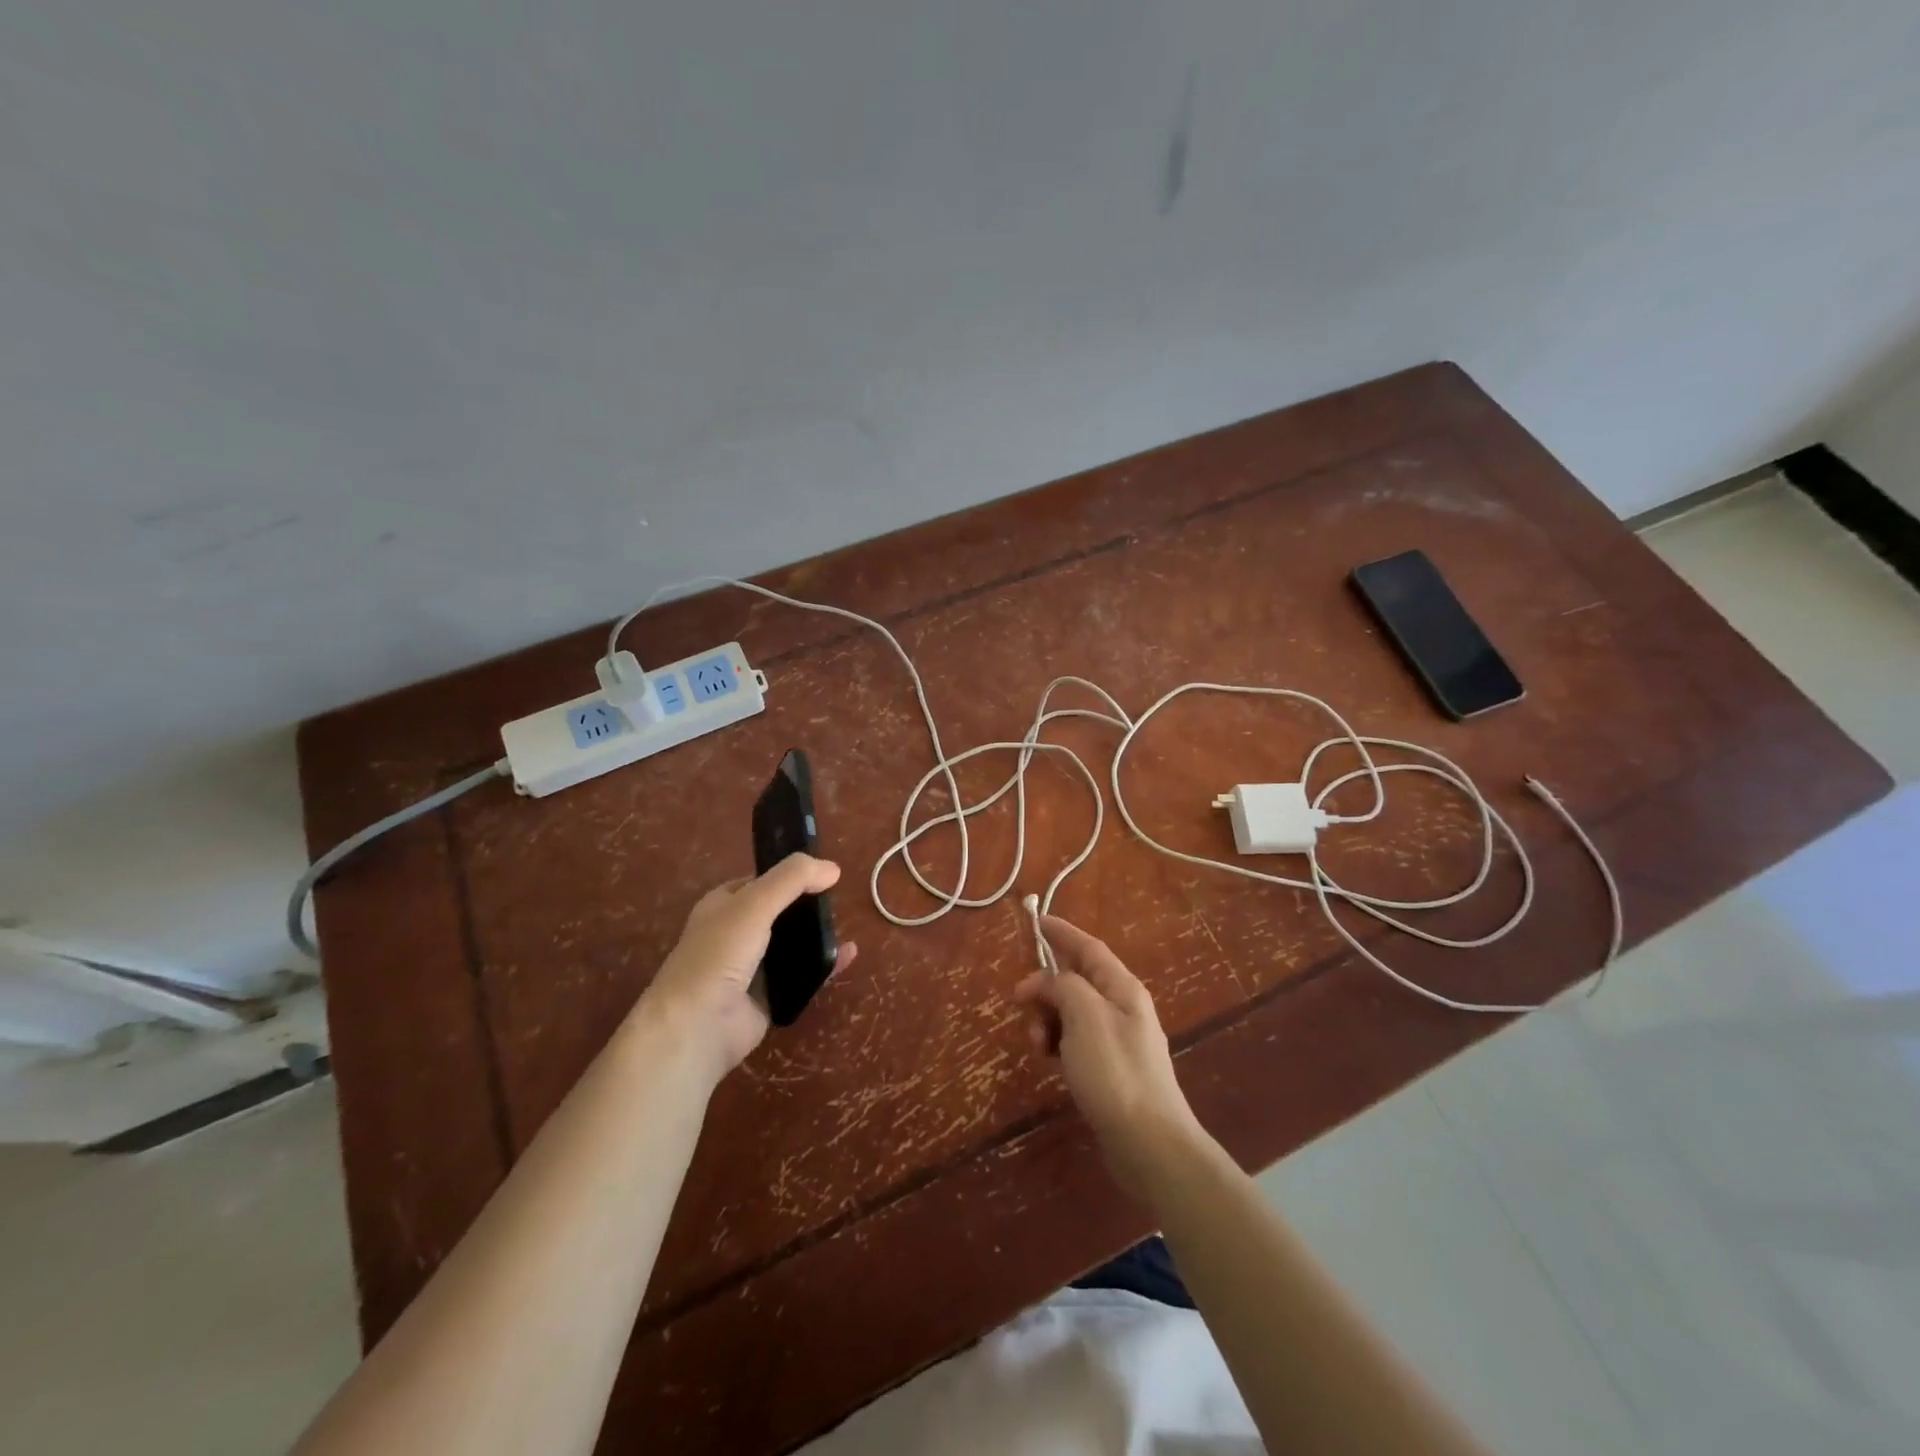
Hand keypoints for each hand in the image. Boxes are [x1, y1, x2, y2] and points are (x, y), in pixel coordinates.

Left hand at [638, 854, 857, 1086]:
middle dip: (807, 907)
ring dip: (817, 936)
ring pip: (792, 945)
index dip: (788, 874)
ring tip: (846, 927)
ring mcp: (751, 968)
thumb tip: (833, 867)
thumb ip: (792, 879)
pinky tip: (847, 956)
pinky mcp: (768, 997)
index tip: (823, 873)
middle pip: (779, 913)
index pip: (760, 881)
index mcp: (723, 906)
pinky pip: (802, 975)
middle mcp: (735, 934)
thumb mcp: (754, 903)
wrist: (698, 1025)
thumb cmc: (719, 954)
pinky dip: (824, 966)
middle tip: (839, 901)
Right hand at [1012, 915, 1204, 1200]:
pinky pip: (1075, 1040)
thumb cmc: (1115, 1072)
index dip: (1062, 932)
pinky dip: (1057, 1043)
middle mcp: (1122, 1007)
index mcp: (1122, 988)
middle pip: (1076, 980)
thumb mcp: (1084, 1016)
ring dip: (1048, 1019)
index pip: (1088, 948)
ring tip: (1037, 1045)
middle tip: (1020, 1004)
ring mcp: (1117, 1040)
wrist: (1150, 1144)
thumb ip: (1063, 986)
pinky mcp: (1109, 1069)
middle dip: (1045, 987)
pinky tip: (1049, 1061)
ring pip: (1072, 1012)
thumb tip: (1046, 981)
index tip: (1036, 921)